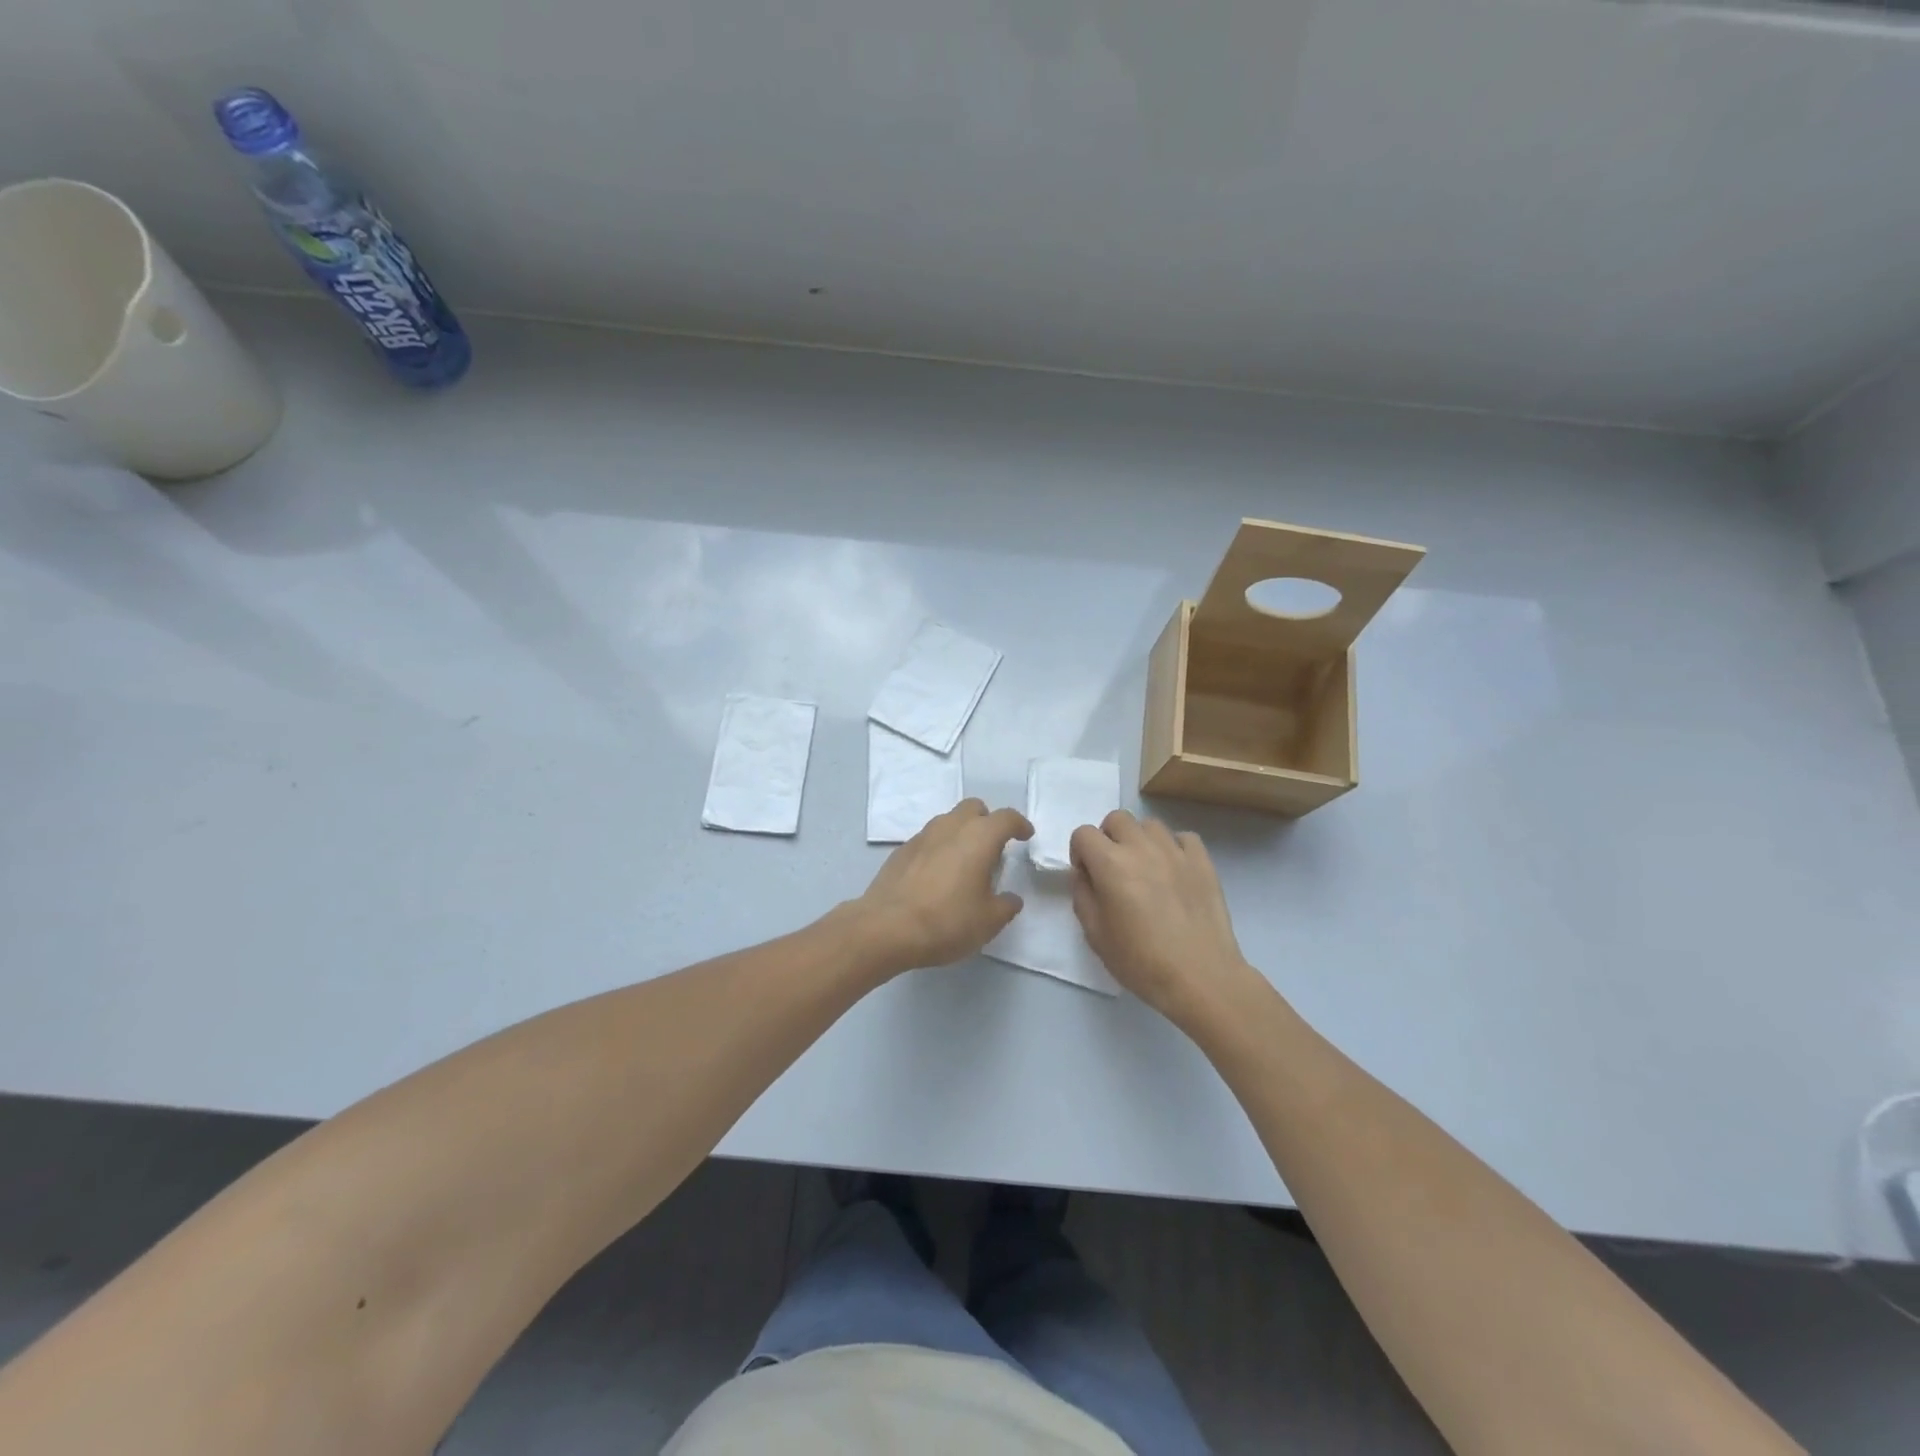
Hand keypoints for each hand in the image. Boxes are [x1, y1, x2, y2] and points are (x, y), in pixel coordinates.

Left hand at [853, 799, 1033, 972]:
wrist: (886, 928)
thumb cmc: (947, 921)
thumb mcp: (988, 921)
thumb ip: (1006, 906)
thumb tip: (1010, 899)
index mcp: (979, 837)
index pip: (1006, 818)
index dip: (1019, 824)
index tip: (1025, 836)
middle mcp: (951, 827)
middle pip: (973, 808)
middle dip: (987, 820)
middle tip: (993, 846)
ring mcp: (922, 836)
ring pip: (948, 820)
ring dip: (961, 832)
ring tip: (965, 861)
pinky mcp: (901, 850)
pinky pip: (928, 839)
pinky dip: (939, 848)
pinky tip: (938, 874)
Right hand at [1069, 810, 1263, 1026]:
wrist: (1200, 977)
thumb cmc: (1140, 961)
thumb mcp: (1095, 934)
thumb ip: (1082, 895)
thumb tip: (1084, 874)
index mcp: (1110, 863)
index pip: (1083, 833)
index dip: (1080, 853)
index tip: (1087, 876)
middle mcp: (1142, 847)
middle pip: (1117, 819)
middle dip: (1108, 838)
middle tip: (1114, 869)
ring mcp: (1176, 851)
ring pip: (1150, 825)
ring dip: (1140, 840)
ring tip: (1145, 869)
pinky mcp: (1203, 862)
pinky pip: (1183, 838)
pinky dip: (1174, 847)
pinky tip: (1174, 871)